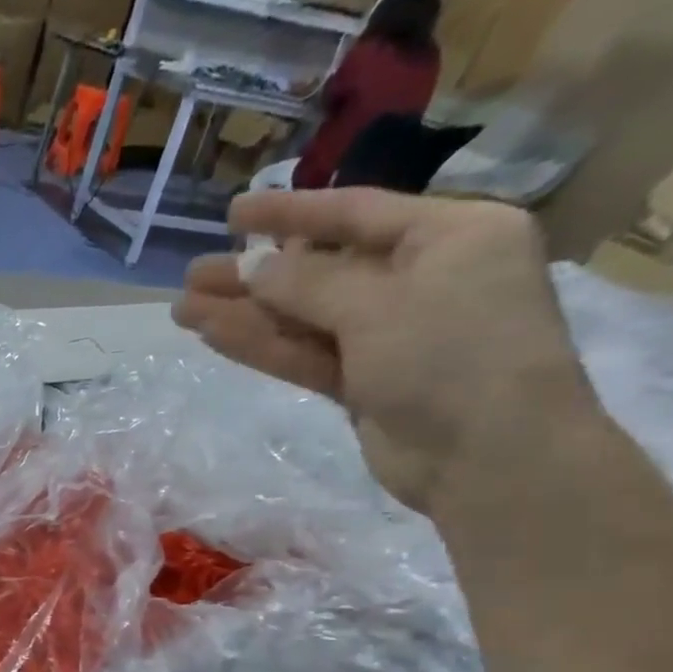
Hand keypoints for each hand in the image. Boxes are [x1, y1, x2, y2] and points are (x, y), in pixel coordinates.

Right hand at [173, 190, 596, 513]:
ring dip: (245, 314)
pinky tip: (214, 336)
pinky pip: (306, 353)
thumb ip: (306, 283)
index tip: (232, 214)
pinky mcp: (364, 382)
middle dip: (254, 274)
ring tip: (183, 310)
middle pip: (320, 269)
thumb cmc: (452, 357)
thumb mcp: (379, 305)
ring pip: (304, 317)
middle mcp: (420, 278)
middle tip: (192, 275)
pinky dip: (263, 346)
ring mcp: (389, 335)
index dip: (289, 213)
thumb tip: (248, 267)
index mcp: (450, 235)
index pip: (356, 213)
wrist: (489, 458)